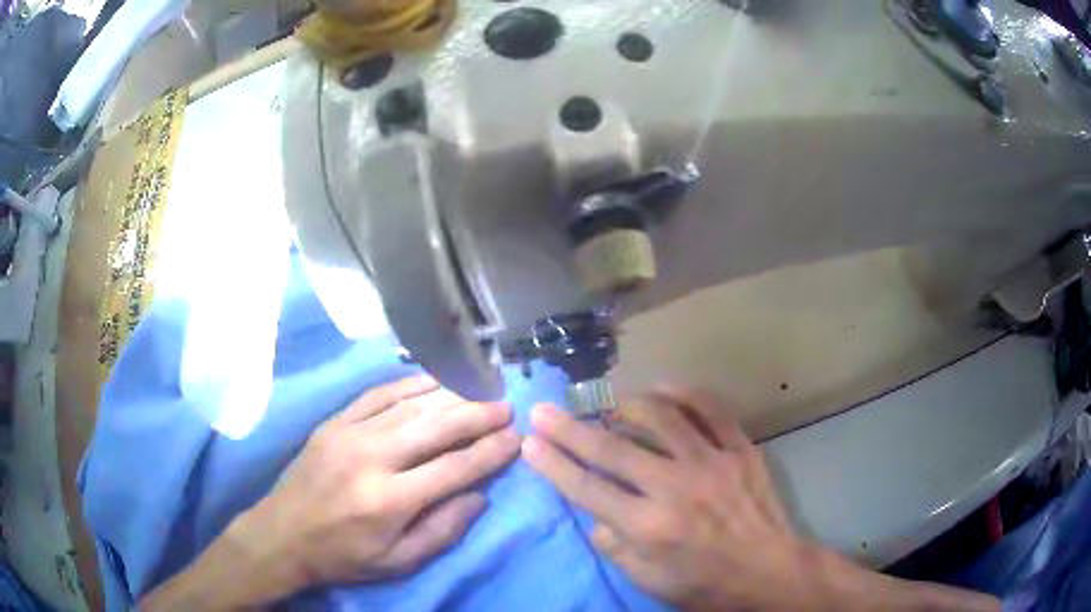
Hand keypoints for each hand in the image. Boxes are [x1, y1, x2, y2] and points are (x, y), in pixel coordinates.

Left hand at [224, 376, 518, 599]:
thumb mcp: (397, 562)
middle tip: (505, 406)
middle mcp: (372, 459)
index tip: (516, 439)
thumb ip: (442, 531)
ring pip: (409, 406)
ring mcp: (349, 433)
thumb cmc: (343, 555)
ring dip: (449, 396)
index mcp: (390, 500)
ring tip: (479, 390)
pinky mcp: (334, 422)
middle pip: (435, 427)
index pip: (453, 468)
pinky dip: (409, 385)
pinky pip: (377, 394)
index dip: (489, 452)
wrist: (282, 534)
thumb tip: (479, 497)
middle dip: (476, 415)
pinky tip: (433, 382)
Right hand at [522, 388, 810, 609]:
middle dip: (570, 428)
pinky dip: (685, 393)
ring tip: (607, 402)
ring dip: (625, 404)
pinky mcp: (741, 450)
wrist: (769, 572)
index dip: (553, 464)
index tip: (529, 442)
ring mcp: (713, 462)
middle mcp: (676, 488)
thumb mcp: (650, 582)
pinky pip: (712, 409)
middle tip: (544, 409)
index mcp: (650, 527)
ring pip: (661, 417)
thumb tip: (595, 514)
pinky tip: (664, 389)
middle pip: (612, 449)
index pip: (587, 488)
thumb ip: (615, 547)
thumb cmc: (706, 585)